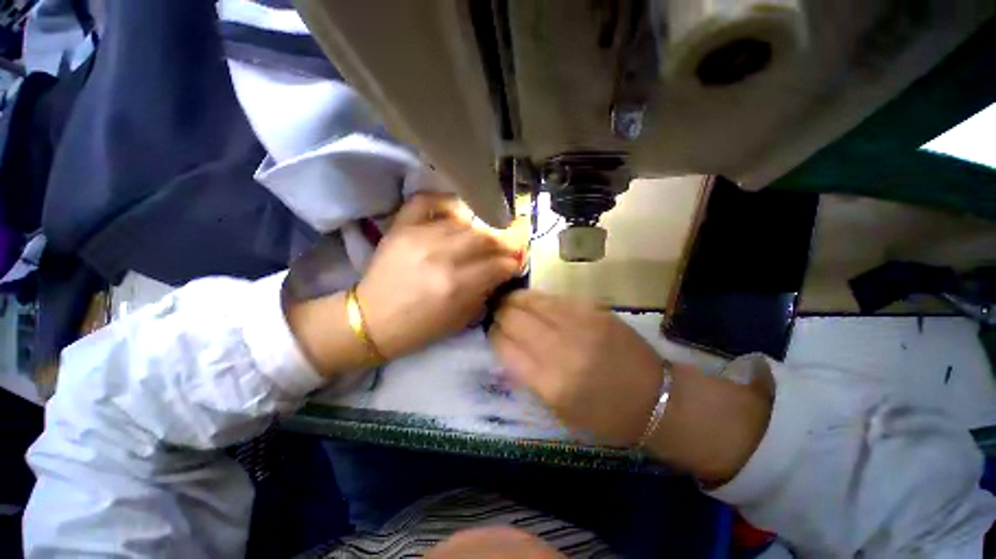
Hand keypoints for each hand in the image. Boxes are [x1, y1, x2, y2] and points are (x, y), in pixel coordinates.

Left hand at [358, 193, 527, 359]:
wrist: (372, 320)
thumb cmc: (419, 328)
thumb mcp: (460, 320)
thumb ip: (484, 292)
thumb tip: (501, 271)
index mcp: (457, 285)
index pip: (499, 264)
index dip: (513, 263)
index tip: (516, 262)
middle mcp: (443, 256)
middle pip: (487, 238)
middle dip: (505, 242)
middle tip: (507, 246)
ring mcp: (421, 237)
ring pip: (465, 222)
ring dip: (480, 230)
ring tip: (483, 237)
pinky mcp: (402, 227)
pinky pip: (427, 201)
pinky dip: (445, 202)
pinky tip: (455, 214)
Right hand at [491, 291, 664, 445]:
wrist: (656, 397)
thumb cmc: (604, 416)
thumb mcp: (558, 411)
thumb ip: (527, 376)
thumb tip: (506, 344)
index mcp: (550, 383)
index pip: (505, 346)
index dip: (494, 335)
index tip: (492, 332)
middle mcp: (562, 349)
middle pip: (514, 318)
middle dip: (500, 314)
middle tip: (499, 315)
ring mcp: (580, 324)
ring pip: (532, 300)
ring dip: (515, 300)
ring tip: (511, 302)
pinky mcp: (594, 309)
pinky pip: (554, 297)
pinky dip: (538, 298)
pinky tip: (535, 302)